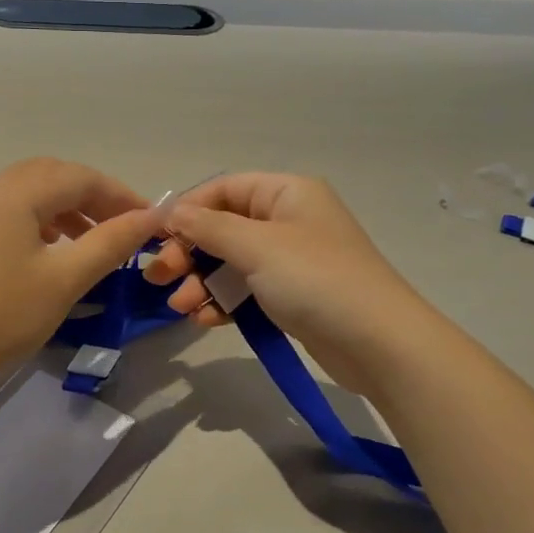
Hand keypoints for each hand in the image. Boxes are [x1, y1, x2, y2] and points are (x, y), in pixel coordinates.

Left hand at [0, 158, 161, 383]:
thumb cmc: (2, 316)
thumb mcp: (66, 279)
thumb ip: (112, 242)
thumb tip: (152, 217)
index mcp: (13, 192)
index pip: (80, 178)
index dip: (120, 195)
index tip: (150, 221)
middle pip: (51, 176)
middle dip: (92, 197)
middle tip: (123, 227)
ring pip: (26, 192)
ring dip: (65, 208)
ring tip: (92, 240)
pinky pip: (5, 211)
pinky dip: (36, 220)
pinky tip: (49, 250)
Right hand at [142, 173, 438, 394]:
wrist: (378, 343)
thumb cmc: (316, 279)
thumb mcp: (257, 246)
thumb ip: (208, 227)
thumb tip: (170, 212)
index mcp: (286, 192)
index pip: (224, 189)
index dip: (187, 209)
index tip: (155, 237)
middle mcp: (288, 220)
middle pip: (223, 227)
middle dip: (189, 252)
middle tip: (159, 277)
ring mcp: (290, 260)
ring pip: (231, 262)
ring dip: (201, 282)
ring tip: (181, 306)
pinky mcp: (291, 295)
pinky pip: (246, 290)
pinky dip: (223, 301)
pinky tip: (205, 320)